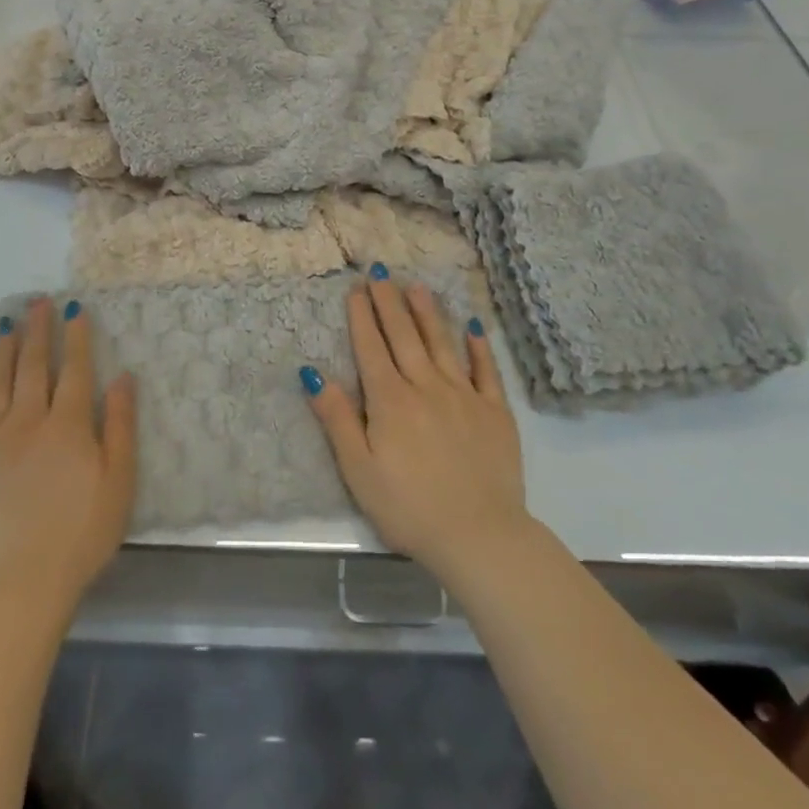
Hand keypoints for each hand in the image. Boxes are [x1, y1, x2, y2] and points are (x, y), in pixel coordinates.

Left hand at [0, 298, 135, 609]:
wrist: (18, 585)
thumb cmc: (81, 534)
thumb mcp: (119, 481)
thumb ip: (122, 425)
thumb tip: (123, 376)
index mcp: (67, 425)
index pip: (74, 369)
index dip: (76, 337)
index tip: (73, 308)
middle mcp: (26, 423)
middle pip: (32, 368)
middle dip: (36, 332)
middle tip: (35, 301)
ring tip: (2, 327)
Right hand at [303, 274, 528, 583]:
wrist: (480, 536)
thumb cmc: (409, 508)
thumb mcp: (359, 470)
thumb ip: (337, 418)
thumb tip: (313, 372)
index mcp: (391, 400)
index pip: (372, 348)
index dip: (362, 316)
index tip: (356, 288)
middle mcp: (426, 386)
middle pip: (404, 336)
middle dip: (390, 302)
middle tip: (381, 272)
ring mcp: (464, 395)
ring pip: (442, 343)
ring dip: (428, 312)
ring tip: (417, 286)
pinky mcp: (495, 411)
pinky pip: (486, 370)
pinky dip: (478, 346)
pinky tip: (472, 325)